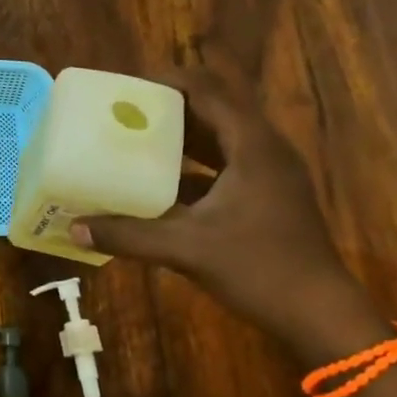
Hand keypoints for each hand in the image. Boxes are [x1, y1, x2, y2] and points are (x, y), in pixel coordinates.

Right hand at [70, 51, 377, 358]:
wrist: (321, 315)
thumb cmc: (260, 269)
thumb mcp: (188, 249)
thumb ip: (130, 236)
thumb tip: (75, 228)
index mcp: (252, 146)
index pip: (208, 90)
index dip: (168, 81)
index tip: (129, 86)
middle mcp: (265, 149)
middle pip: (215, 108)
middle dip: (171, 106)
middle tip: (126, 111)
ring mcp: (271, 173)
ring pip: (222, 136)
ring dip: (183, 134)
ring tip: (138, 137)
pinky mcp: (270, 195)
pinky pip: (228, 163)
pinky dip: (196, 163)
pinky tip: (163, 181)